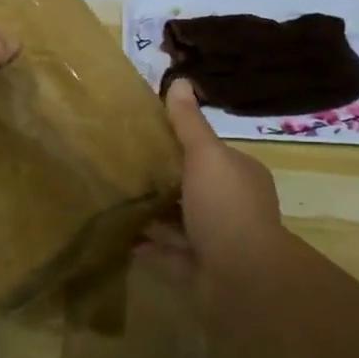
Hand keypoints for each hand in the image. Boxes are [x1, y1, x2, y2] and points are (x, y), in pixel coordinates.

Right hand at [137, 79, 285, 316]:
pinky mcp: (199, 270)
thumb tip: (180, 80)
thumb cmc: (225, 206)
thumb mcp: (206, 155)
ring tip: (117, 197)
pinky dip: (148, 246)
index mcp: (240, 176)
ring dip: (155, 214)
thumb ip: (189, 123)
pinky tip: (121, 235)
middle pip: (194, 188)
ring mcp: (217, 241)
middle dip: (165, 180)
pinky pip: (168, 253)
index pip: (211, 154)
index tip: (147, 135)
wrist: (241, 277)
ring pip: (181, 222)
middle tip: (125, 166)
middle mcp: (233, 207)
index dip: (183, 144)